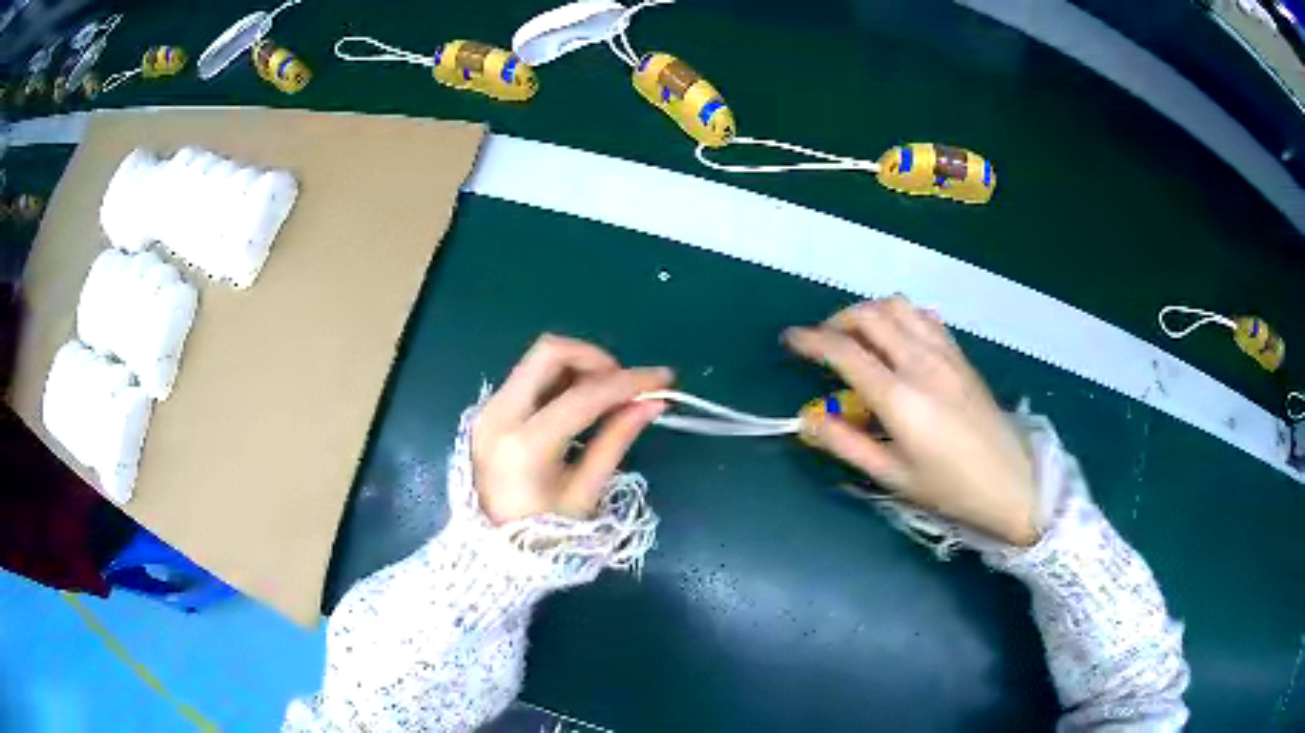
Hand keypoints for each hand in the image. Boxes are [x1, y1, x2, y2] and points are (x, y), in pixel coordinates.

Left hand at [473, 334, 673, 524]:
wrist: (491, 552)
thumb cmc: (543, 533)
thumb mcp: (585, 491)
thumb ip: (617, 439)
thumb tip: (653, 402)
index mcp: (526, 444)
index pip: (585, 395)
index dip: (629, 382)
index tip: (663, 378)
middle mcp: (500, 415)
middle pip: (550, 352)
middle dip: (595, 358)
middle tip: (622, 385)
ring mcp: (488, 409)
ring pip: (538, 360)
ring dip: (578, 367)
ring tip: (606, 397)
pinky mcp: (488, 411)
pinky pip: (528, 377)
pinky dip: (560, 379)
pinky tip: (580, 404)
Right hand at [785, 297, 1038, 545]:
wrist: (1010, 482)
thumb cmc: (949, 487)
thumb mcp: (892, 476)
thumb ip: (846, 444)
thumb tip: (808, 420)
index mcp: (899, 397)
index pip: (844, 351)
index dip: (810, 341)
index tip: (790, 340)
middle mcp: (920, 363)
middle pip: (870, 315)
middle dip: (837, 319)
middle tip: (822, 342)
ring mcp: (944, 353)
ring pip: (898, 306)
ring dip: (869, 312)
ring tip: (857, 336)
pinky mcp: (960, 354)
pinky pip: (924, 316)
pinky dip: (900, 316)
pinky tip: (896, 338)